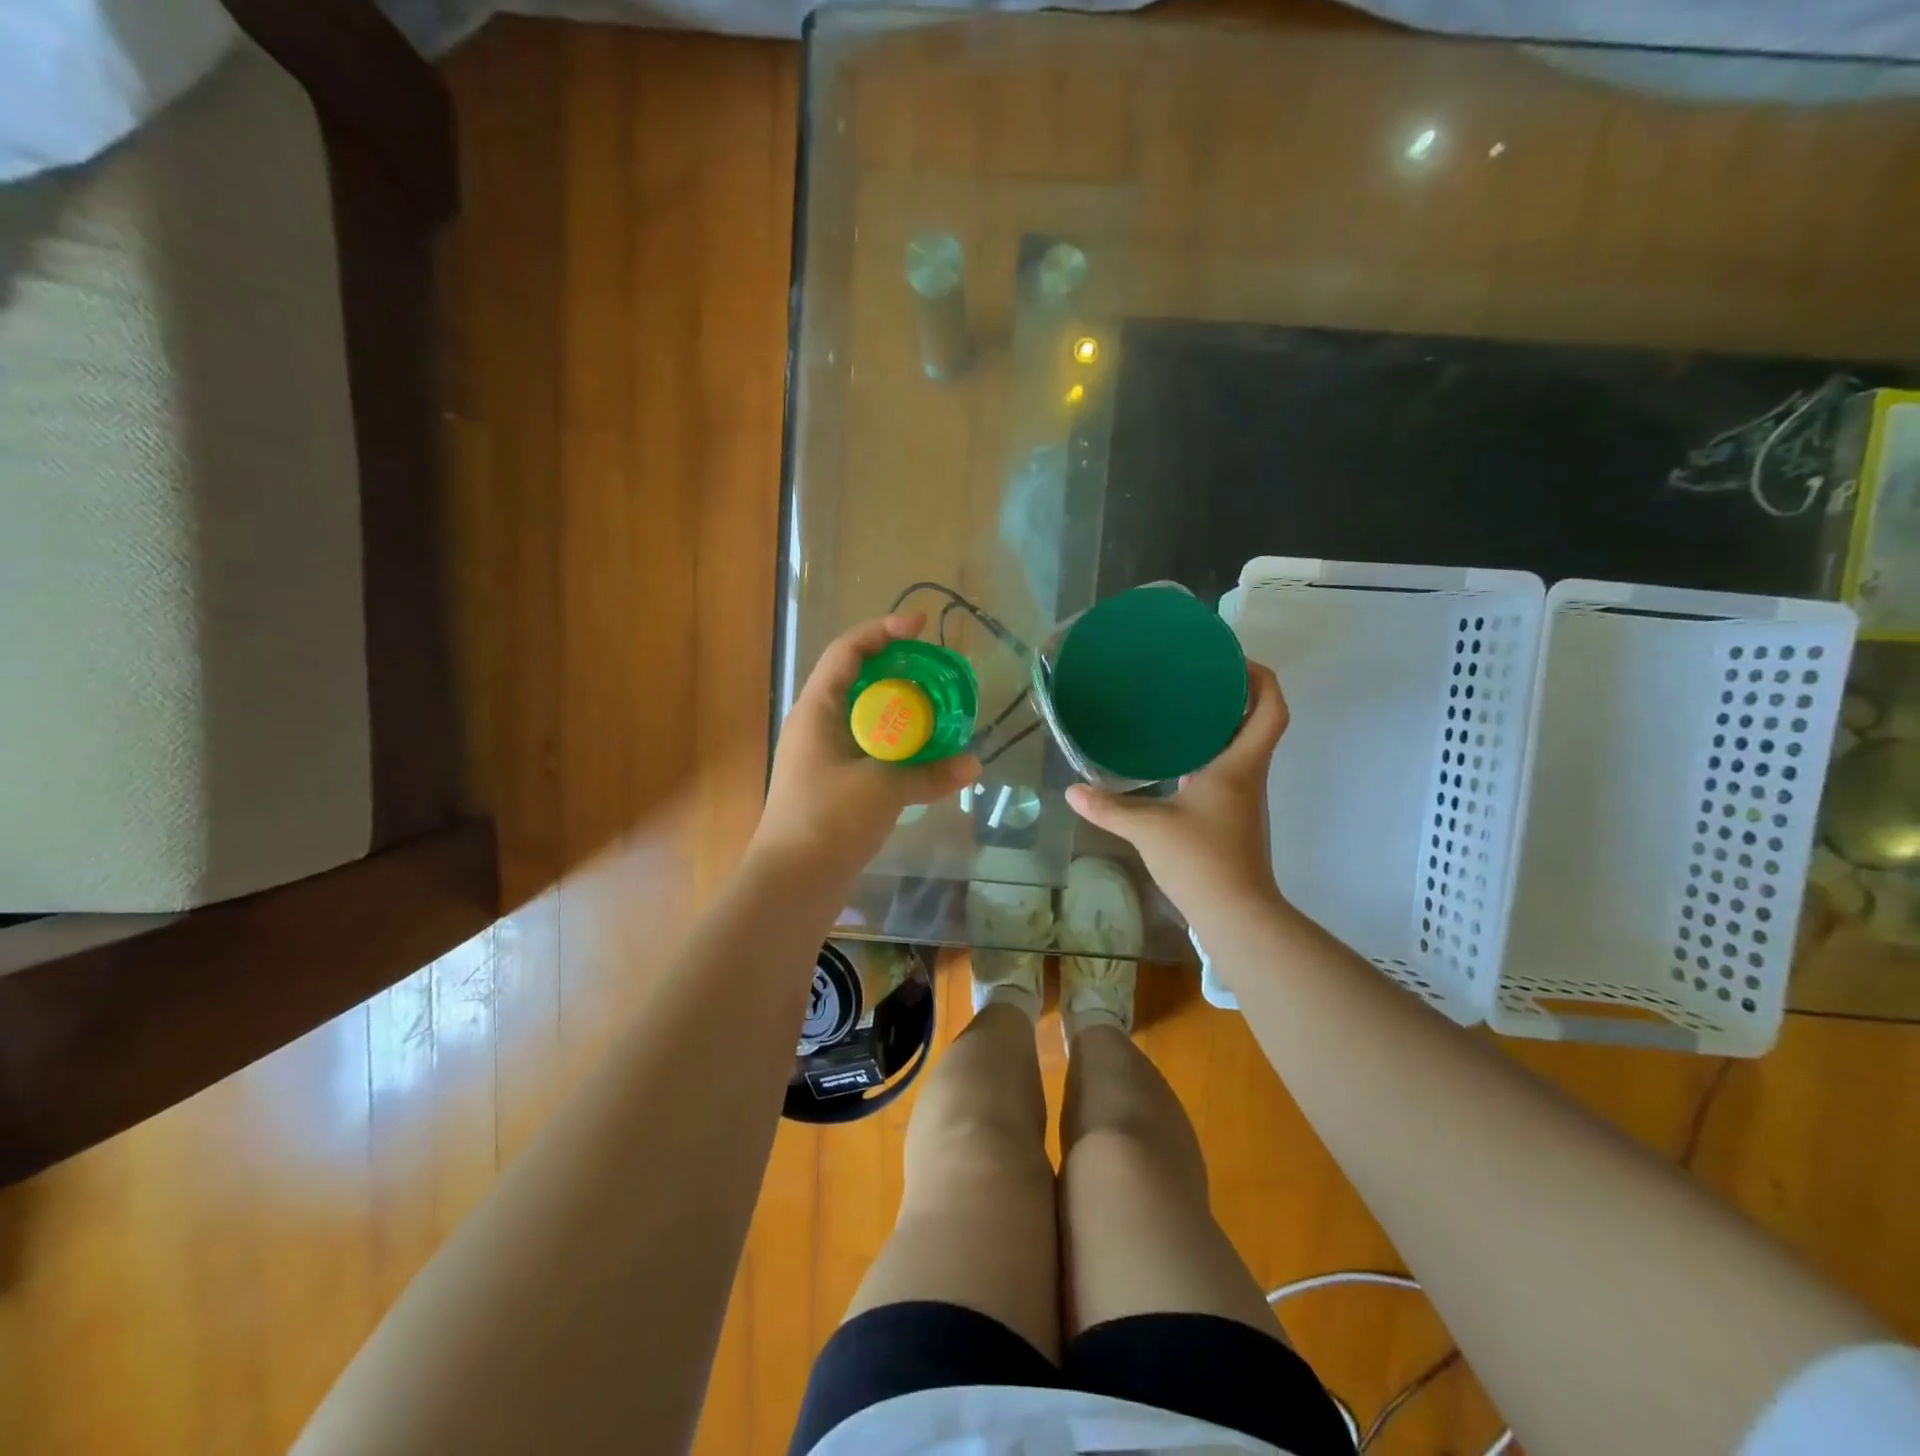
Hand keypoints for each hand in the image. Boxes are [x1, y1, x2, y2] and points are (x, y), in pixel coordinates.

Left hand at [752, 613, 979, 881]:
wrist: (792, 882)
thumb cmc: (829, 820)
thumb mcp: (884, 788)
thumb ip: (930, 773)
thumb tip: (972, 765)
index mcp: (818, 710)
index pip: (848, 652)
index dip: (882, 631)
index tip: (920, 626)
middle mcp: (816, 725)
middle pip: (858, 680)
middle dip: (897, 672)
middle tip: (936, 673)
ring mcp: (821, 755)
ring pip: (864, 717)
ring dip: (899, 711)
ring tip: (937, 711)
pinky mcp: (831, 783)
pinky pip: (867, 748)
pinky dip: (894, 744)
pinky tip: (922, 755)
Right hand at [1065, 663, 1287, 933]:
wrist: (1235, 914)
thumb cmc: (1201, 860)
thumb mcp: (1148, 829)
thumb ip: (1108, 808)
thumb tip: (1071, 791)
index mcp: (1239, 765)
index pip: (1271, 708)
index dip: (1259, 678)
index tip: (1230, 660)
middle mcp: (1247, 774)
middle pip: (1258, 721)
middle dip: (1235, 693)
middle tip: (1195, 676)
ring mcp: (1243, 798)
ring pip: (1242, 746)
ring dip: (1221, 723)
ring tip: (1180, 707)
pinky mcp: (1232, 817)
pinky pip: (1226, 769)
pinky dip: (1208, 753)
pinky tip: (1175, 758)